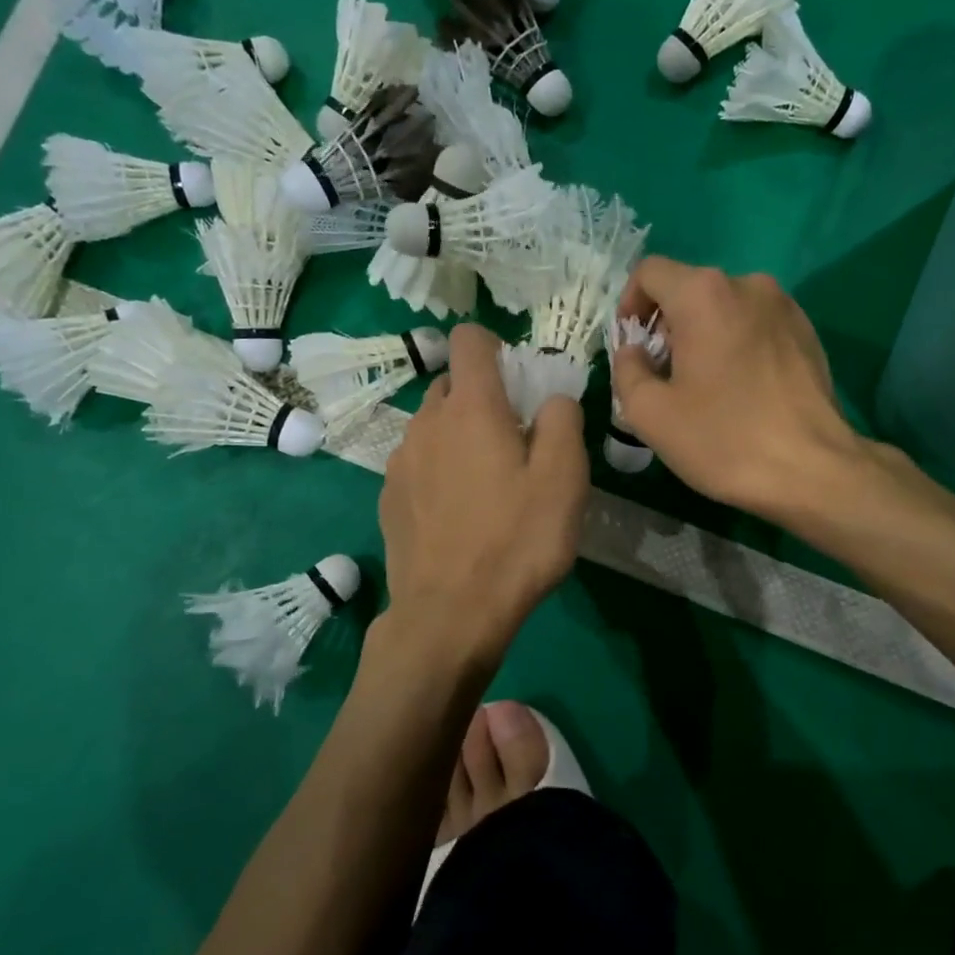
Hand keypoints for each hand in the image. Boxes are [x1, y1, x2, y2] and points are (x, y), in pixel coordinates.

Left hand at [378, 324, 589, 672]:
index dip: (495, 346)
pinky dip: (440, 469)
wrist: (449, 614)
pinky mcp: (389, 497)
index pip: (469, 339)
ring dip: (460, 435)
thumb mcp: (565, 478)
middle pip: (452, 384)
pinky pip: (418, 462)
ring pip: (433, 425)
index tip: (518, 381)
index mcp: (471, 407)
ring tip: (487, 483)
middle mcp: (427, 422)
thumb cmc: (517, 541)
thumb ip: (563, 420)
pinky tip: (458, 512)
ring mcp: (401, 461)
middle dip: (483, 397)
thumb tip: (552, 398)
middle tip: (516, 440)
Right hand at [610, 259, 863, 521]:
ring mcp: (784, 306)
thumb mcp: (650, 414)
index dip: (629, 304)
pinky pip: (756, 325)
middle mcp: (747, 284)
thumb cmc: (723, 439)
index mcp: (703, 294)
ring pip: (725, 308)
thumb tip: (634, 351)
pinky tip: (742, 390)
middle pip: (689, 289)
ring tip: (706, 386)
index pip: (650, 272)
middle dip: (667, 326)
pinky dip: (737, 344)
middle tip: (665, 376)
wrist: (812, 470)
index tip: (633, 347)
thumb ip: (626, 370)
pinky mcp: (807, 331)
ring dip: (704, 336)